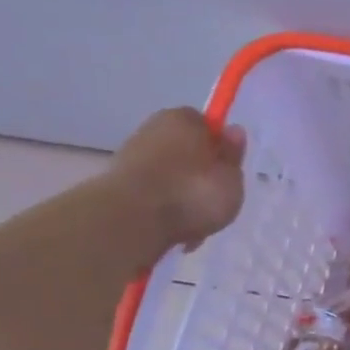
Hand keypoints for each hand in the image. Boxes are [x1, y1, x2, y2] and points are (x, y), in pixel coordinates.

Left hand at [106, 108, 246, 256]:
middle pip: (186, 150)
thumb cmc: (191, 192)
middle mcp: (154, 129)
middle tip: (214, 201)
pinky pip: (152, 195)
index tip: (227, 172)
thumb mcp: (230, 178)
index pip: (207, 125)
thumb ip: (233, 156)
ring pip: (169, 175)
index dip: (220, 148)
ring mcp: (131, 156)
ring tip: (193, 225)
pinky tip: (173, 231)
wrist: (130, 220)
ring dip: (181, 196)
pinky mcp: (116, 184)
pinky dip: (162, 209)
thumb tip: (234, 131)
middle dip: (198, 174)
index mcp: (184, 118)